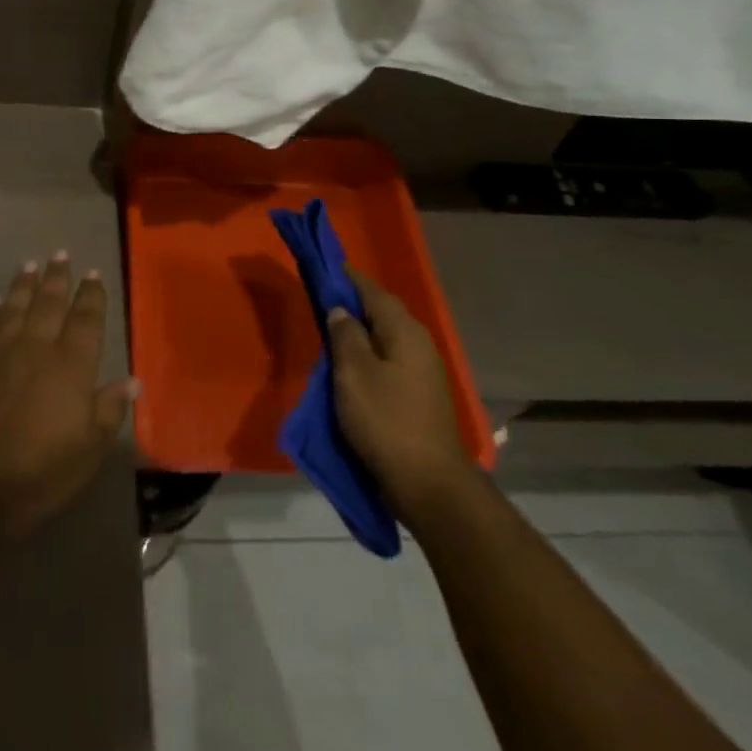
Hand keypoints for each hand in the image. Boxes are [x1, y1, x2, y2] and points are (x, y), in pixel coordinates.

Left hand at [0, 252, 136, 536]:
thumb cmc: (41, 471)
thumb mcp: (89, 450)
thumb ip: (110, 410)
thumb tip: (132, 379)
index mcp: (71, 365)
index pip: (85, 319)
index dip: (91, 295)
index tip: (93, 274)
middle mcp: (36, 347)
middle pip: (49, 303)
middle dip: (57, 277)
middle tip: (60, 254)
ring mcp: (0, 352)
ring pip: (15, 307)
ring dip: (24, 285)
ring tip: (30, 265)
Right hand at [329, 270, 473, 515]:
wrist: (429, 484)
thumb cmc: (386, 421)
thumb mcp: (353, 374)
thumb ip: (345, 335)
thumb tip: (341, 310)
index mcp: (404, 331)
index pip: (372, 291)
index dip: (347, 278)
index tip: (325, 266)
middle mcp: (418, 343)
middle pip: (382, 312)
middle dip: (353, 302)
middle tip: (322, 297)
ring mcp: (423, 371)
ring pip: (386, 337)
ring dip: (360, 330)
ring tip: (331, 329)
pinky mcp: (420, 395)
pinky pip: (389, 359)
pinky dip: (368, 353)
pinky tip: (351, 364)